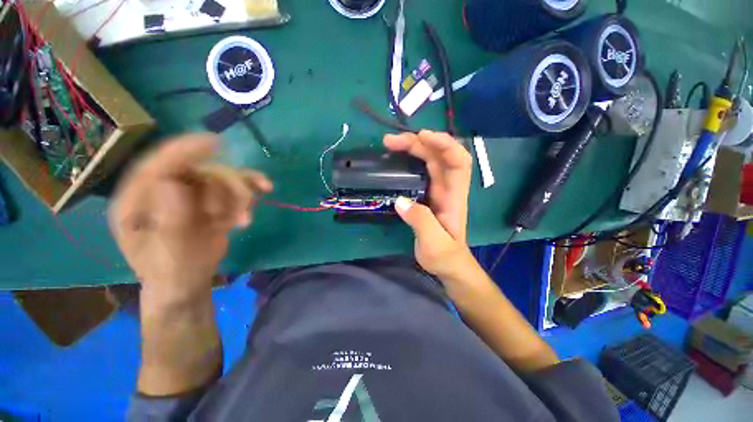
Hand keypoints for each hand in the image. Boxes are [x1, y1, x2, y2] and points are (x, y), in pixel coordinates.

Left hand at [109, 133, 271, 301]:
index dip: (182, 151)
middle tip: (242, 204)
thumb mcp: (166, 262)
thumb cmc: (169, 280)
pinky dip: (243, 186)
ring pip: (210, 174)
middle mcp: (155, 187)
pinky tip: (260, 187)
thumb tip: (174, 187)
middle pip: (188, 166)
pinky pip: (222, 184)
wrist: (184, 290)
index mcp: (134, 200)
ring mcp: (178, 190)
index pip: (154, 166)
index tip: (214, 145)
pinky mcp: (198, 197)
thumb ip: (169, 228)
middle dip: (219, 182)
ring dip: (234, 191)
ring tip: (245, 217)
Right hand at [384, 130, 473, 277]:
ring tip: (389, 143)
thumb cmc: (445, 256)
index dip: (445, 144)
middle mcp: (449, 187)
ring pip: (431, 158)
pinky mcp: (429, 192)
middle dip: (419, 141)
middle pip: (441, 154)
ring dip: (413, 146)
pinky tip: (396, 156)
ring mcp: (440, 188)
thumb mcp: (433, 244)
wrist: (449, 266)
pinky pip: (423, 167)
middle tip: (391, 141)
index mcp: (455, 195)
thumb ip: (421, 222)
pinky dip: (411, 157)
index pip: (459, 161)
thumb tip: (400, 200)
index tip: (422, 137)